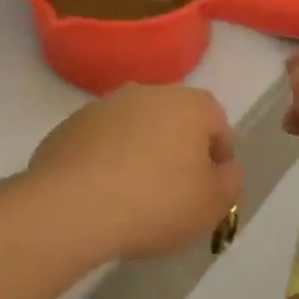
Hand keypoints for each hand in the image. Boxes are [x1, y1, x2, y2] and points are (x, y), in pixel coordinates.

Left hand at [29, 85, 244, 260]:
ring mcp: (102, 106)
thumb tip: (224, 168)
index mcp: (189, 104)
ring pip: (133, 129)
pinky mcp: (68, 125)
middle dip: (177, 152)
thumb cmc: (156, 202)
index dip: (218, 159)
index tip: (209, 191)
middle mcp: (146, 92)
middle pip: (173, 122)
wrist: (72, 206)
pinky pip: (99, 143)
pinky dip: (104, 161)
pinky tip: (101, 194)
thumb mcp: (212, 205)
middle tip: (173, 194)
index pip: (218, 125)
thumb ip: (229, 182)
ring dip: (139, 153)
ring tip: (133, 197)